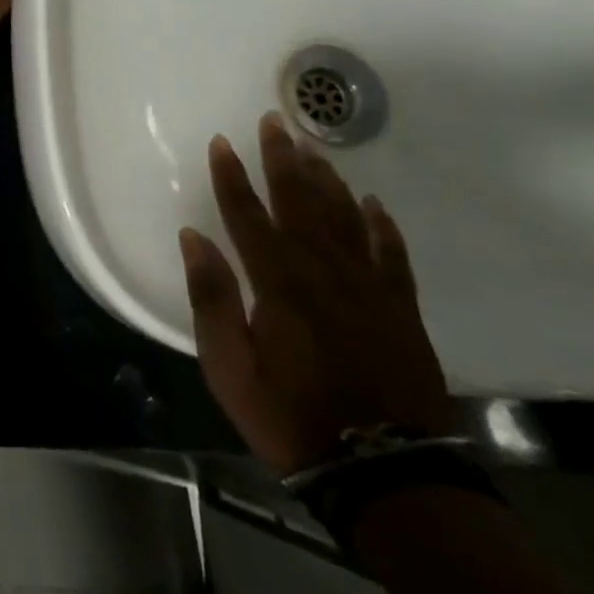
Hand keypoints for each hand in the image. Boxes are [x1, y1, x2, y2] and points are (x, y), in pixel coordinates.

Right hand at [179, 113, 450, 475]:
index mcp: (277, 282)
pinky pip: (391, 253)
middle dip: (282, 160)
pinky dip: (381, 225)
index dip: (231, 177)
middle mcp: (323, 271)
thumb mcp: (228, 366)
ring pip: (344, 218)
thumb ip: (211, 297)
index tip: (221, 142)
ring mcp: (368, 287)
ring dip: (326, 180)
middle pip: (299, 202)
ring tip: (314, 149)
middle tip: (275, 121)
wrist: (382, 471)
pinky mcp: (400, 308)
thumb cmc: (290, 416)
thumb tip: (194, 238)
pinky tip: (372, 203)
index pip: (247, 215)